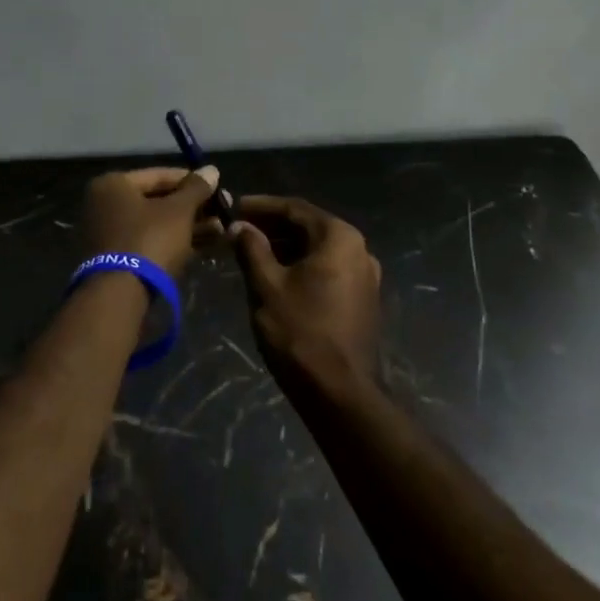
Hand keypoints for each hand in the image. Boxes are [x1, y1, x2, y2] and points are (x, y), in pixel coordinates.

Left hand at [80, 166, 222, 279]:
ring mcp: (110, 234)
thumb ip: (196, 188)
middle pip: (158, 200)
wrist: (120, 296)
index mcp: (113, 184)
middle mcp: (105, 204)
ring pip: (157, 223)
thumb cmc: (149, 240)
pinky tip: (206, 245)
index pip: (160, 175)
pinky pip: (151, 242)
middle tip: (223, 212)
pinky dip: (175, 241)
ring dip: (190, 225)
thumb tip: (212, 169)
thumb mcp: (178, 211)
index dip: (193, 181)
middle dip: (193, 207)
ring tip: (222, 230)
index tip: (218, 189)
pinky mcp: (117, 259)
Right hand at [229, 196, 382, 405]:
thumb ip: (252, 248)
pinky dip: (302, 265)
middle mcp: (359, 249)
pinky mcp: (362, 299)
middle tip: (240, 230)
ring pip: (318, 249)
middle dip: (273, 226)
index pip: (295, 208)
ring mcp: (365, 276)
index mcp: (339, 237)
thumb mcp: (267, 286)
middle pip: (309, 227)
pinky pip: (328, 269)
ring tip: (252, 252)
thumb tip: (240, 226)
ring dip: (286, 247)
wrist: (340, 394)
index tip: (235, 206)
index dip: (262, 206)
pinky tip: (276, 275)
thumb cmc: (300, 332)